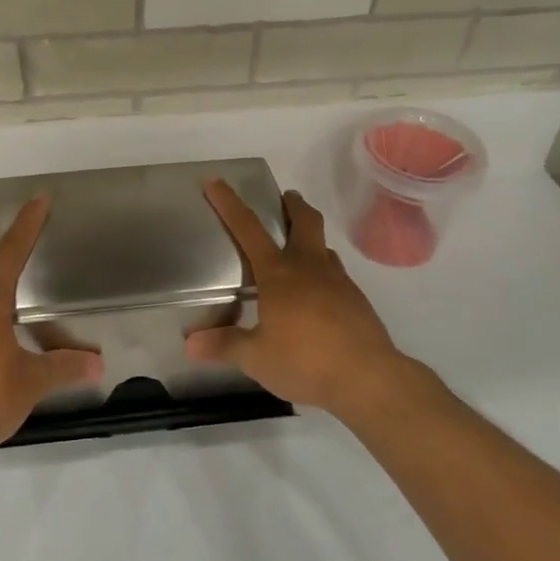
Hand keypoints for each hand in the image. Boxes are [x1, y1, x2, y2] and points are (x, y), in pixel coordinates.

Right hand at [188, 180, 417, 417]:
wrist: (369, 379)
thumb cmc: (305, 361)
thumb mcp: (256, 358)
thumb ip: (225, 346)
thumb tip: (190, 344)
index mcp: (279, 274)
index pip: (248, 229)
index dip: (230, 204)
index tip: (216, 181)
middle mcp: (309, 268)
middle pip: (305, 222)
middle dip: (294, 205)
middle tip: (286, 198)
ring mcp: (339, 282)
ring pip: (324, 248)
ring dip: (311, 240)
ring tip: (298, 252)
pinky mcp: (357, 301)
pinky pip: (337, 275)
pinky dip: (323, 273)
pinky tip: (317, 297)